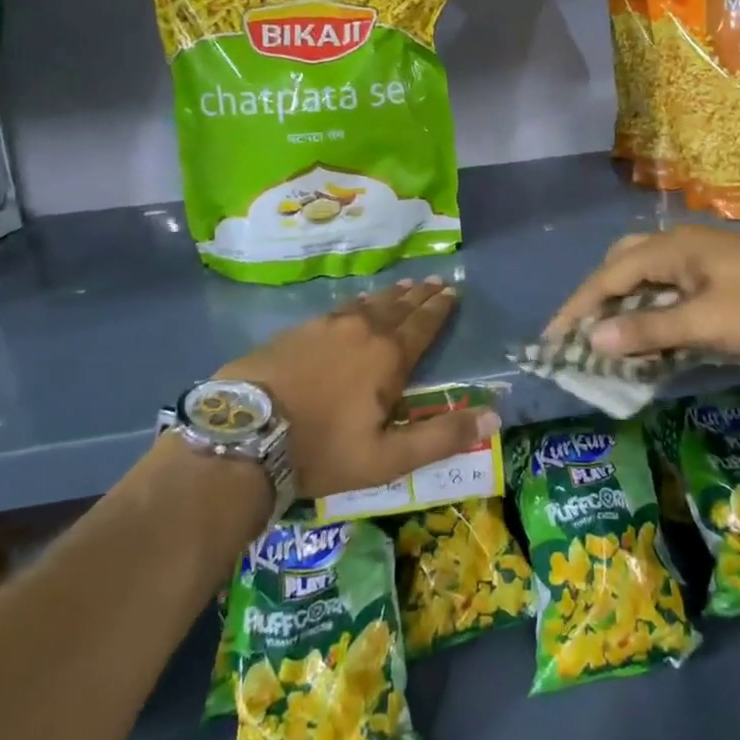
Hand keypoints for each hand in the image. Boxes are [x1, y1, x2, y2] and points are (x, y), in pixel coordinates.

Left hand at [218, 277, 498, 500]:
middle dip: (419, 295)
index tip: (453, 291)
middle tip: (435, 281)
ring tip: (404, 286)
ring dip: (390, 295)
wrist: (243, 435)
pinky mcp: (296, 330)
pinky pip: (339, 309)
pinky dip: (357, 303)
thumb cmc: (322, 450)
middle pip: (398, 307)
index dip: (440, 309)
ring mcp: (325, 326)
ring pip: (367, 303)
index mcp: (388, 357)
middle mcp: (361, 330)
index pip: (423, 325)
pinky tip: (355, 305)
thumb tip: (495, 416)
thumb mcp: (388, 457)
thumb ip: (442, 437)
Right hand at [546, 225, 739, 360]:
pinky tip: (651, 333)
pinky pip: (666, 287)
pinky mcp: (714, 273)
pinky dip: (649, 308)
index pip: (606, 277)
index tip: (552, 339)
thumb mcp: (705, 324)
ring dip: (624, 304)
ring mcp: (697, 258)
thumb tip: (592, 339)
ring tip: (611, 337)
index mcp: (668, 250)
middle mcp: (676, 246)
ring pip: (644, 276)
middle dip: (597, 298)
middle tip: (584, 333)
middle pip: (619, 266)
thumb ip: (648, 330)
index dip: (576, 308)